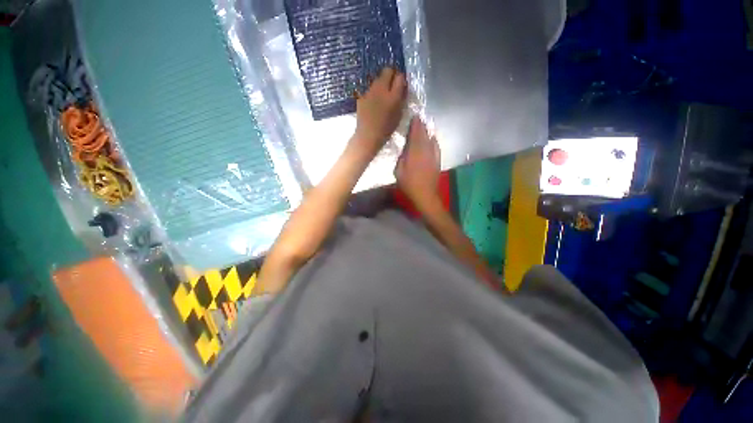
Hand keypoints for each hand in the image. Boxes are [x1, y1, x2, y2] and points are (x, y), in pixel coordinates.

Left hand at [353, 67, 406, 156]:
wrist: (368, 136)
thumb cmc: (386, 129)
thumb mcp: (399, 115)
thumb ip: (401, 99)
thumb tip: (402, 88)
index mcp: (393, 95)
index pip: (400, 76)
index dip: (401, 79)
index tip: (401, 85)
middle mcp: (381, 89)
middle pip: (387, 71)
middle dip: (391, 75)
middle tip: (392, 85)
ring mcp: (369, 91)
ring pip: (377, 79)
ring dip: (381, 83)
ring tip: (382, 96)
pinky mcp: (361, 95)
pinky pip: (369, 89)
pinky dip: (373, 93)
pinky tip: (373, 103)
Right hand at [395, 116, 440, 209]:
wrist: (425, 194)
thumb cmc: (408, 184)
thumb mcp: (398, 171)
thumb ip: (401, 158)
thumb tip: (405, 149)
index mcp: (414, 153)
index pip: (415, 135)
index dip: (415, 125)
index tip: (414, 116)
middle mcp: (425, 151)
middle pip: (424, 135)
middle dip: (421, 126)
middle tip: (419, 118)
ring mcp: (433, 155)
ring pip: (431, 139)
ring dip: (428, 131)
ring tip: (425, 125)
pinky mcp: (437, 160)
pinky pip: (436, 147)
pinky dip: (434, 140)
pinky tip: (433, 138)